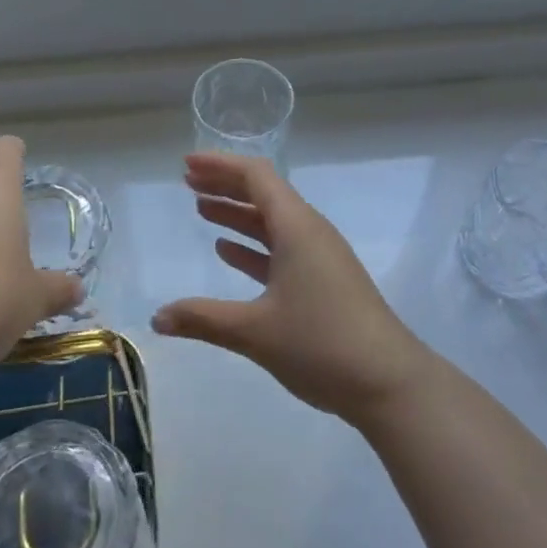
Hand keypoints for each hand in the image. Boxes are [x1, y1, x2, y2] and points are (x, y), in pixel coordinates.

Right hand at [152, 152, 432, 426]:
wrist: (389, 382)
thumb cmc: (321, 343)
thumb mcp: (255, 331)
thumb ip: (203, 319)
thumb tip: (157, 318)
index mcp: (296, 227)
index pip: (255, 176)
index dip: (220, 165)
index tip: (186, 164)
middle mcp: (309, 231)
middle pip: (263, 193)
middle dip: (225, 184)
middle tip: (187, 181)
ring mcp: (320, 256)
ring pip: (272, 222)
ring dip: (237, 214)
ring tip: (201, 209)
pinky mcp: (325, 280)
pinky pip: (282, 248)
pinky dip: (253, 244)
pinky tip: (228, 251)